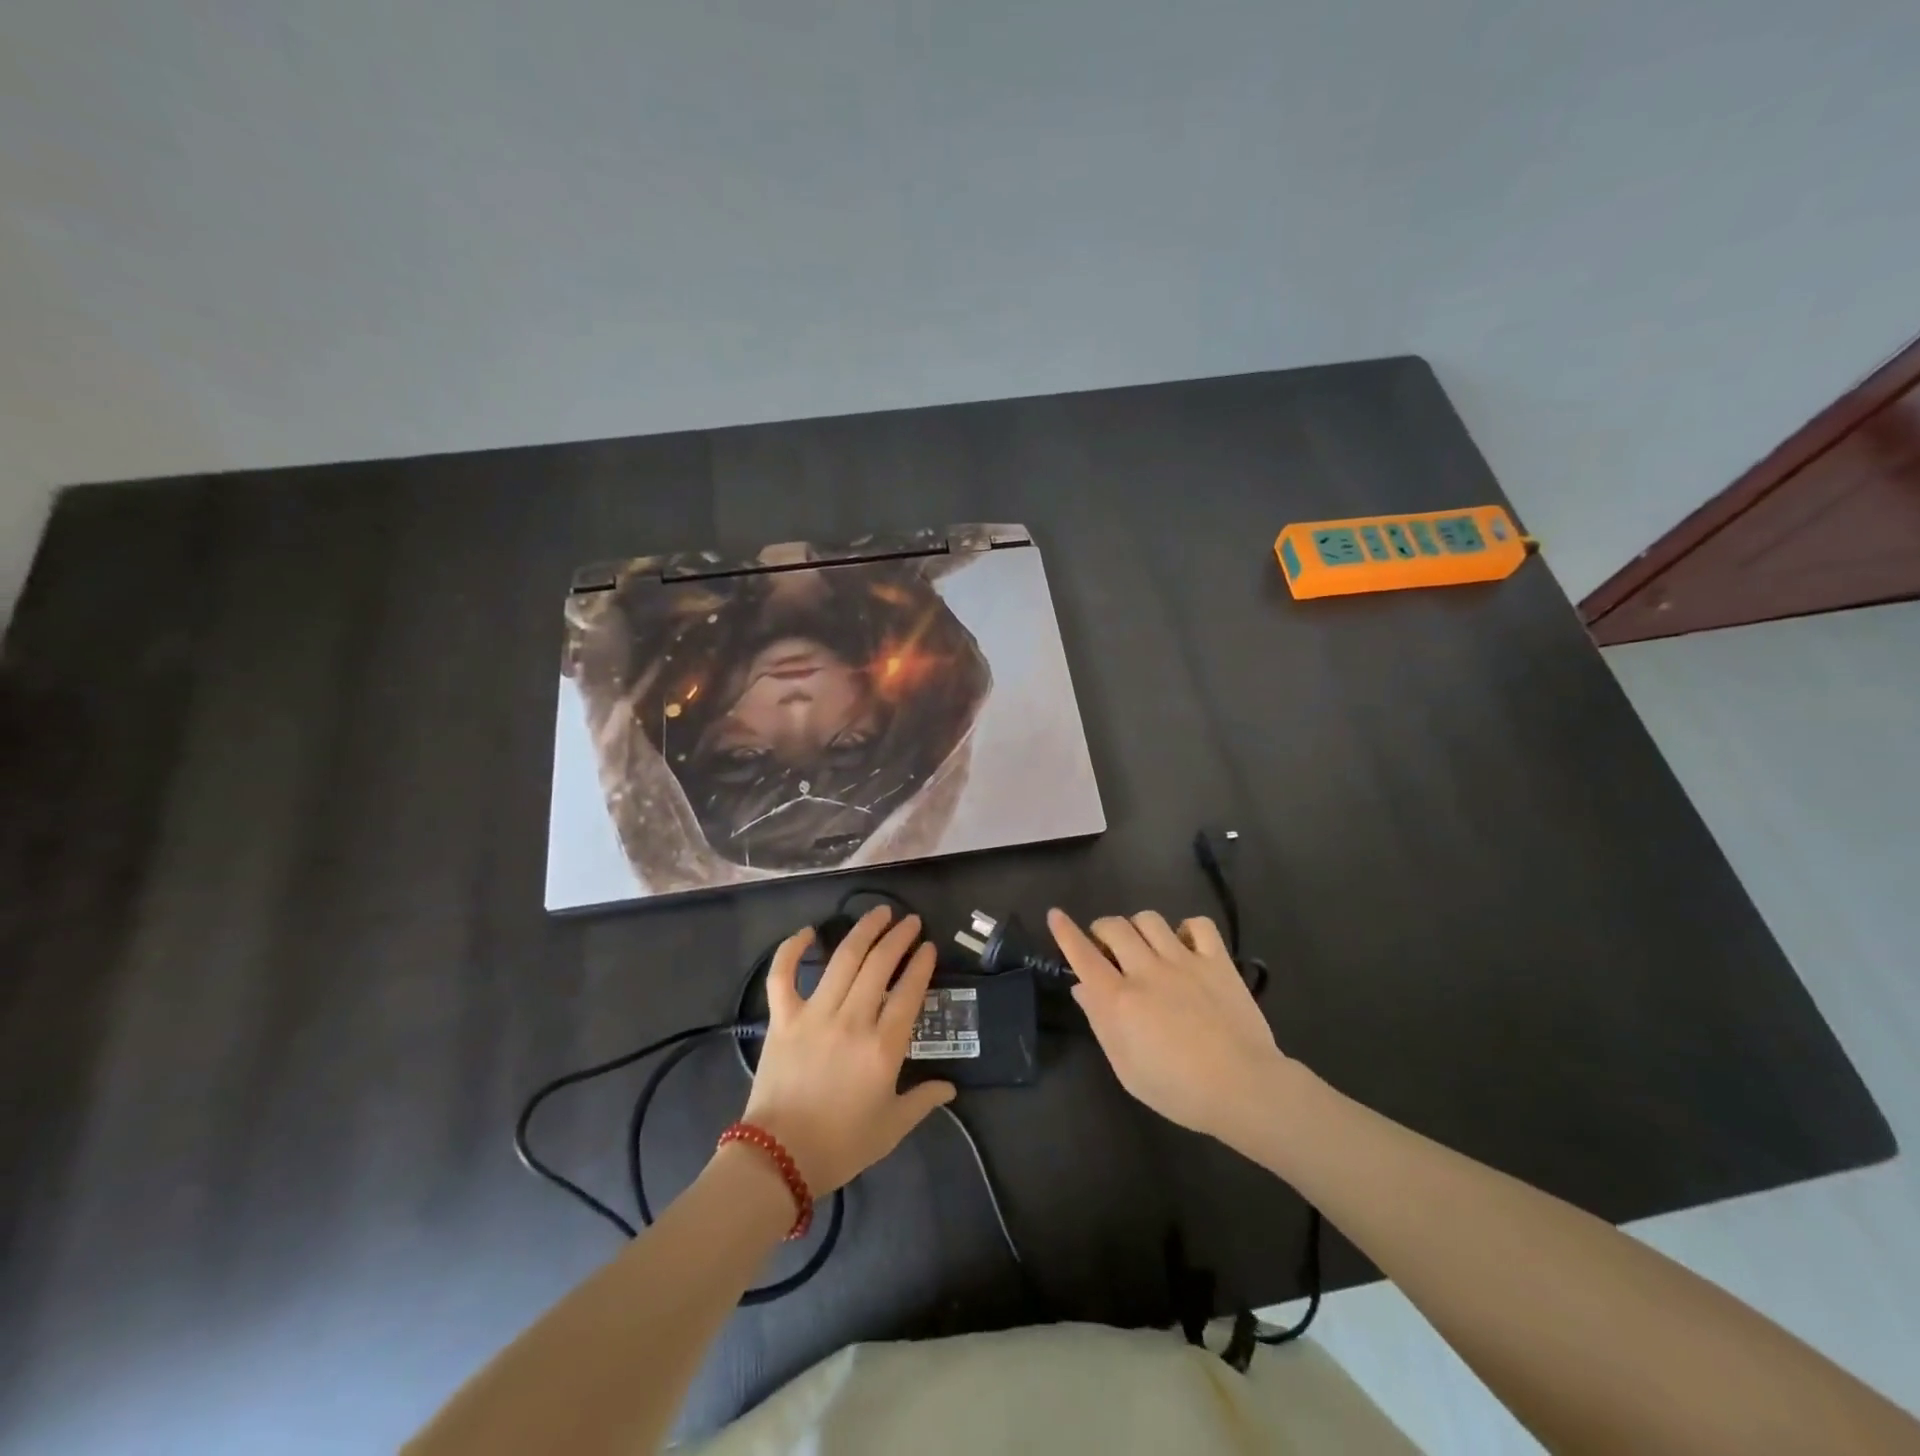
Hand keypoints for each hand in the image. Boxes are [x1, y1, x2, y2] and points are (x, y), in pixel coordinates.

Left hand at [741, 906, 955, 1194]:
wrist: (778, 1160)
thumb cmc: (841, 1145)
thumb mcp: (892, 1128)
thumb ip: (923, 1101)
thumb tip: (950, 1087)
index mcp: (883, 1047)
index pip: (909, 993)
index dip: (921, 964)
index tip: (928, 946)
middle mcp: (852, 1020)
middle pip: (880, 966)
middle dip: (898, 937)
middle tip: (909, 921)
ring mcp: (814, 1015)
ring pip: (843, 960)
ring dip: (863, 931)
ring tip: (879, 913)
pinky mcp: (783, 1018)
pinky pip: (783, 975)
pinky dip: (792, 949)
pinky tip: (808, 931)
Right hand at [1048, 908, 1293, 1146]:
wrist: (1243, 1088)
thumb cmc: (1178, 1090)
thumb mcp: (1127, 1069)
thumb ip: (1101, 1024)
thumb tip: (1083, 988)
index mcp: (1120, 1000)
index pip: (1083, 955)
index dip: (1065, 932)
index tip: (1055, 915)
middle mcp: (1147, 971)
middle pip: (1114, 927)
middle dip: (1102, 930)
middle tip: (1106, 947)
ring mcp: (1184, 961)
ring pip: (1150, 920)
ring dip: (1138, 927)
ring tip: (1143, 944)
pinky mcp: (1217, 961)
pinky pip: (1198, 924)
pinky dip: (1186, 928)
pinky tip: (1185, 945)